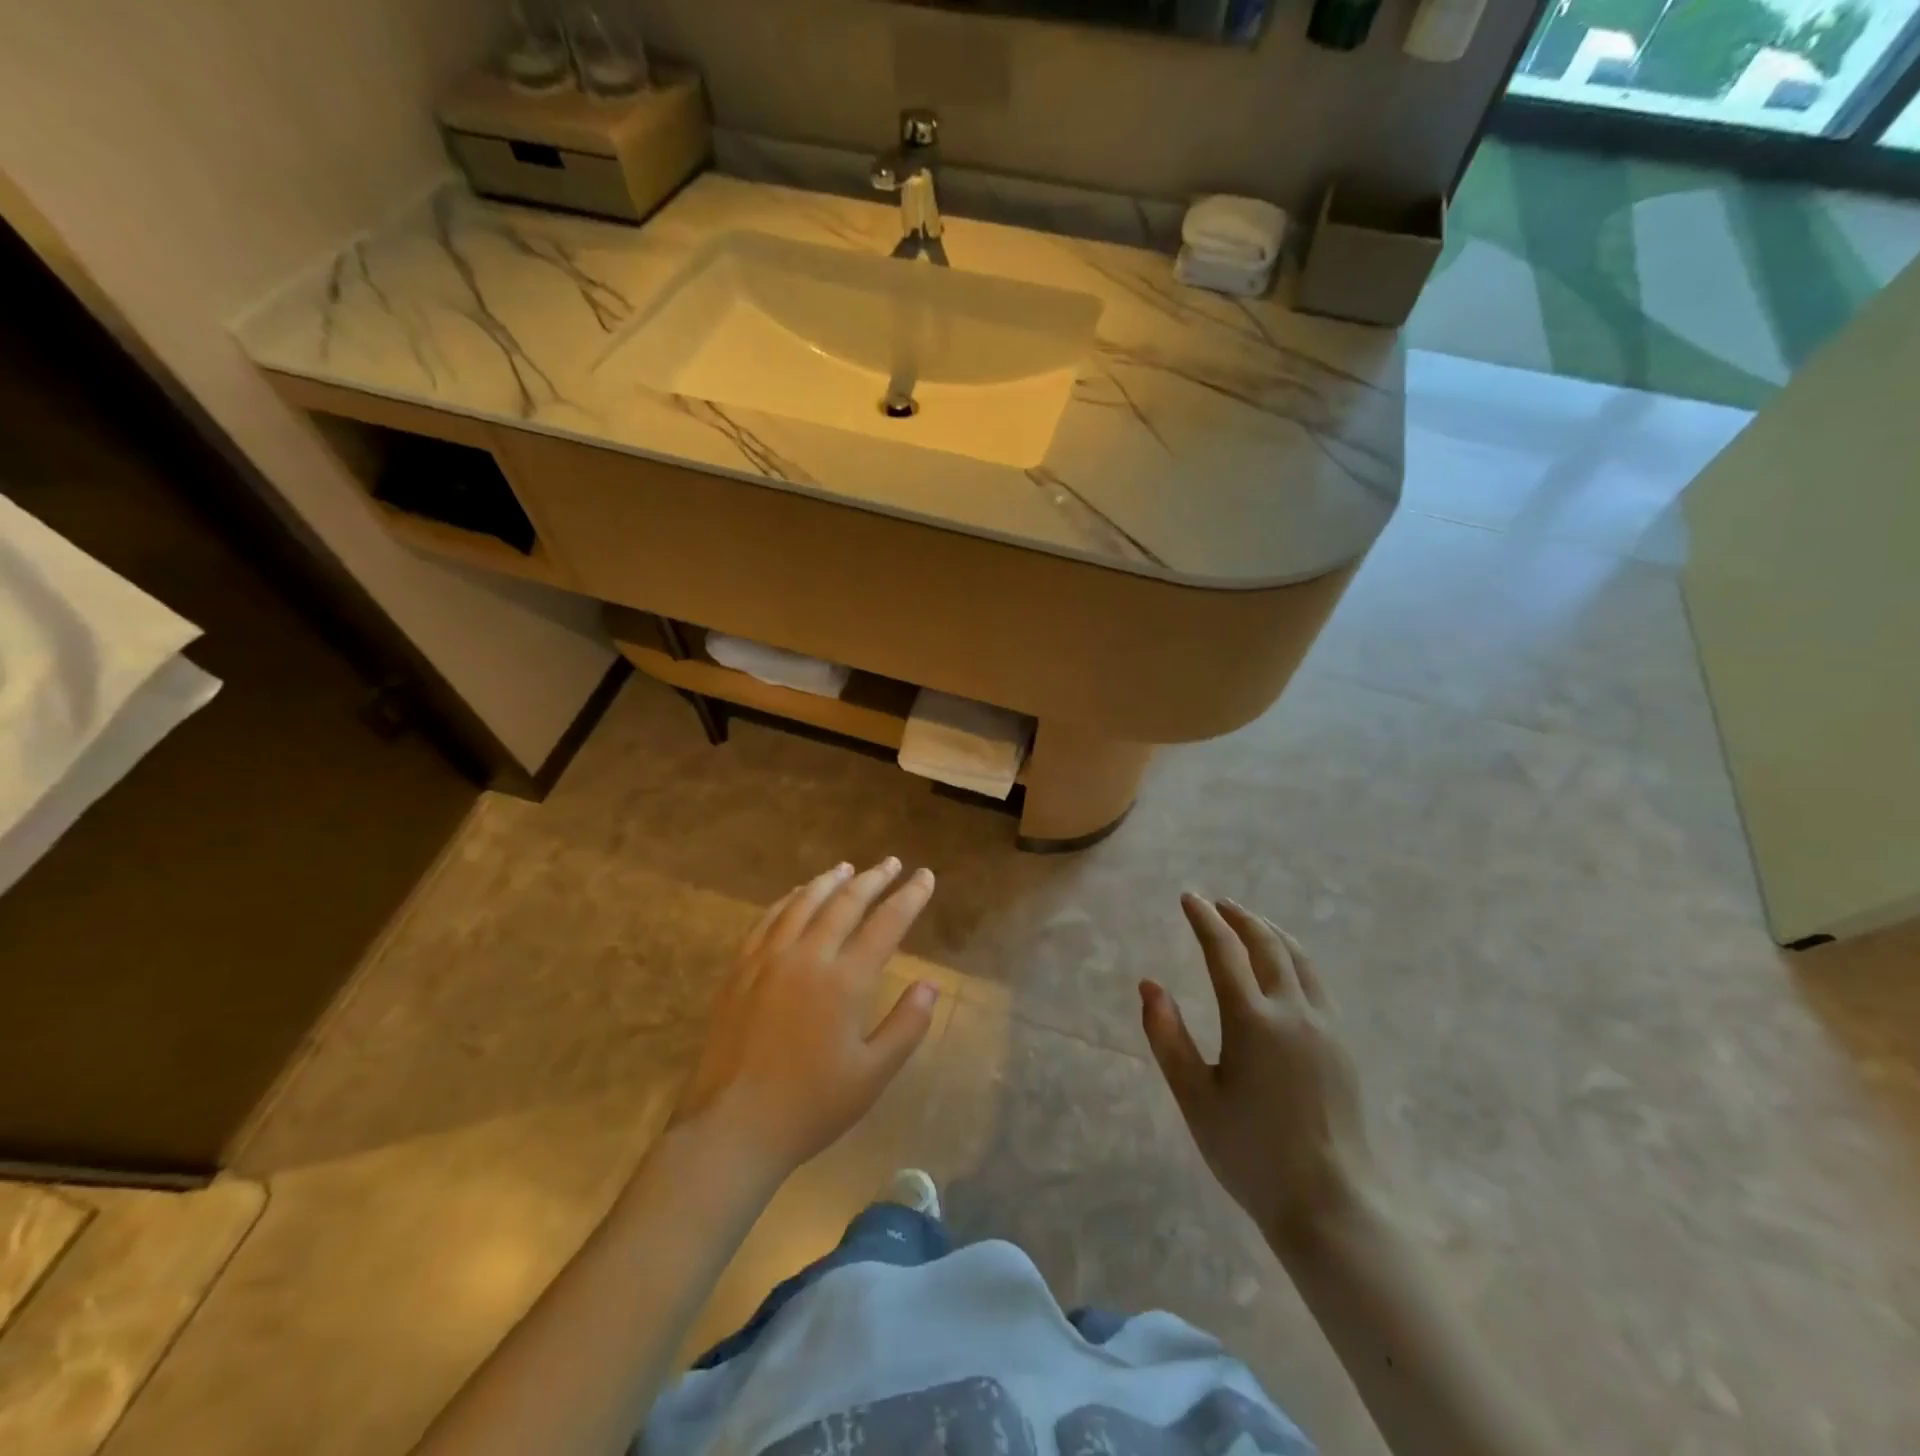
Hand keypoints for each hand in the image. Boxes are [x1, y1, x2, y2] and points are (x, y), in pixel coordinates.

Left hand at [672, 858, 938, 1179]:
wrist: (732, 1128)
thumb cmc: (810, 1106)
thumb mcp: (872, 1075)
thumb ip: (906, 1026)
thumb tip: (930, 984)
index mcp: (845, 982)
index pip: (886, 924)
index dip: (909, 896)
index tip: (925, 876)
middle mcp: (808, 957)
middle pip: (846, 903)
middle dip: (873, 879)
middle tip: (891, 863)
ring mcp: (768, 959)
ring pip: (804, 903)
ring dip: (830, 881)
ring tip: (848, 868)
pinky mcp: (740, 969)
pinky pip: (768, 919)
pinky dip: (789, 899)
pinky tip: (798, 895)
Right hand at [1142, 894, 1377, 1249]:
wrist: (1330, 1203)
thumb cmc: (1250, 1153)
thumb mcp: (1195, 1098)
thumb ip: (1168, 1037)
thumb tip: (1149, 985)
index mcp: (1252, 1021)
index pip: (1223, 951)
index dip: (1204, 920)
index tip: (1188, 898)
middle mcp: (1292, 1011)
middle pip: (1267, 944)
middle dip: (1239, 917)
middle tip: (1216, 903)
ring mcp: (1324, 1026)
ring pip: (1298, 958)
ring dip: (1270, 931)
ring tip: (1249, 922)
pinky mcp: (1342, 1043)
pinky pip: (1316, 981)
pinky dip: (1294, 956)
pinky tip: (1286, 966)